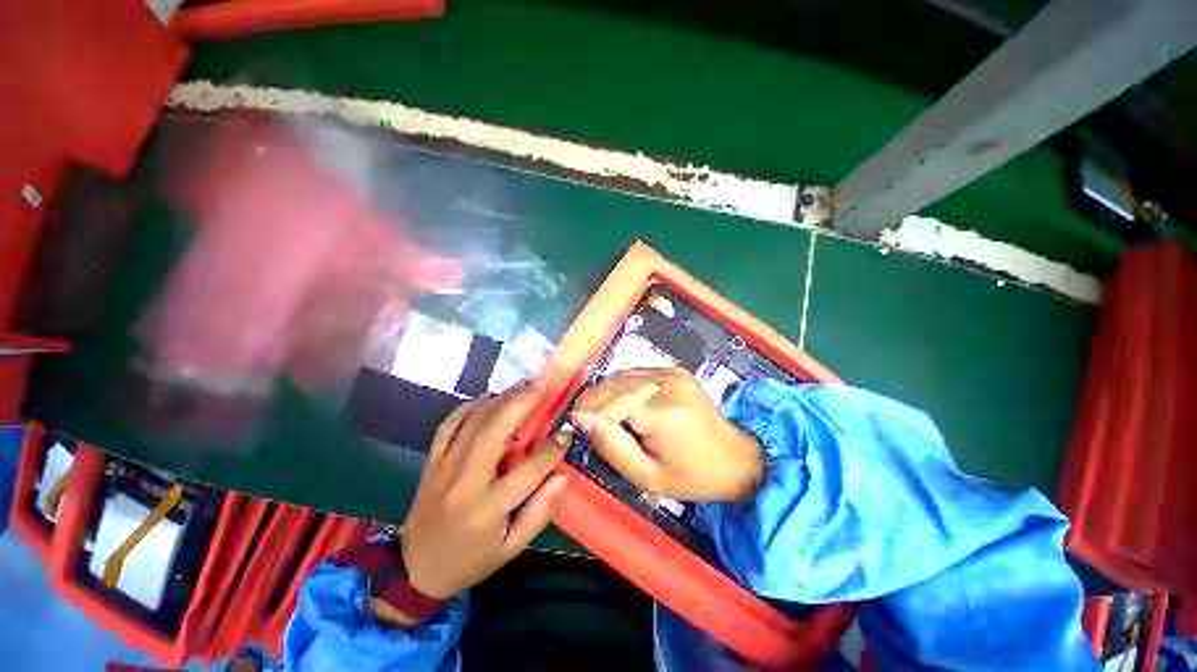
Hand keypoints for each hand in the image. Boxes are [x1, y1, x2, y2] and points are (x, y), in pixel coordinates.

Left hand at [399, 383, 567, 603]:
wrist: (414, 571)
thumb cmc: (470, 561)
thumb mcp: (511, 548)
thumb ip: (539, 511)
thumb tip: (562, 475)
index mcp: (488, 509)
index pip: (528, 471)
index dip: (552, 449)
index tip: (567, 431)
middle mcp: (464, 483)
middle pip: (495, 432)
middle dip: (521, 403)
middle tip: (541, 383)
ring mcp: (443, 468)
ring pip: (472, 423)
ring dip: (499, 399)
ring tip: (521, 385)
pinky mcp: (431, 462)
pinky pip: (448, 426)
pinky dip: (467, 407)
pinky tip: (486, 397)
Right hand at [571, 368, 762, 501]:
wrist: (738, 458)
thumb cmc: (693, 476)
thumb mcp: (647, 476)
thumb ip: (611, 445)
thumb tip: (581, 418)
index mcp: (661, 412)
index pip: (609, 399)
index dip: (586, 408)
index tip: (575, 423)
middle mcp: (666, 383)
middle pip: (613, 383)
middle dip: (593, 399)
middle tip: (587, 422)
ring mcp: (672, 373)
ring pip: (622, 375)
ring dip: (607, 392)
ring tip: (605, 416)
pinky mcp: (674, 371)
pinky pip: (636, 374)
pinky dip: (623, 387)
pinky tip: (625, 406)